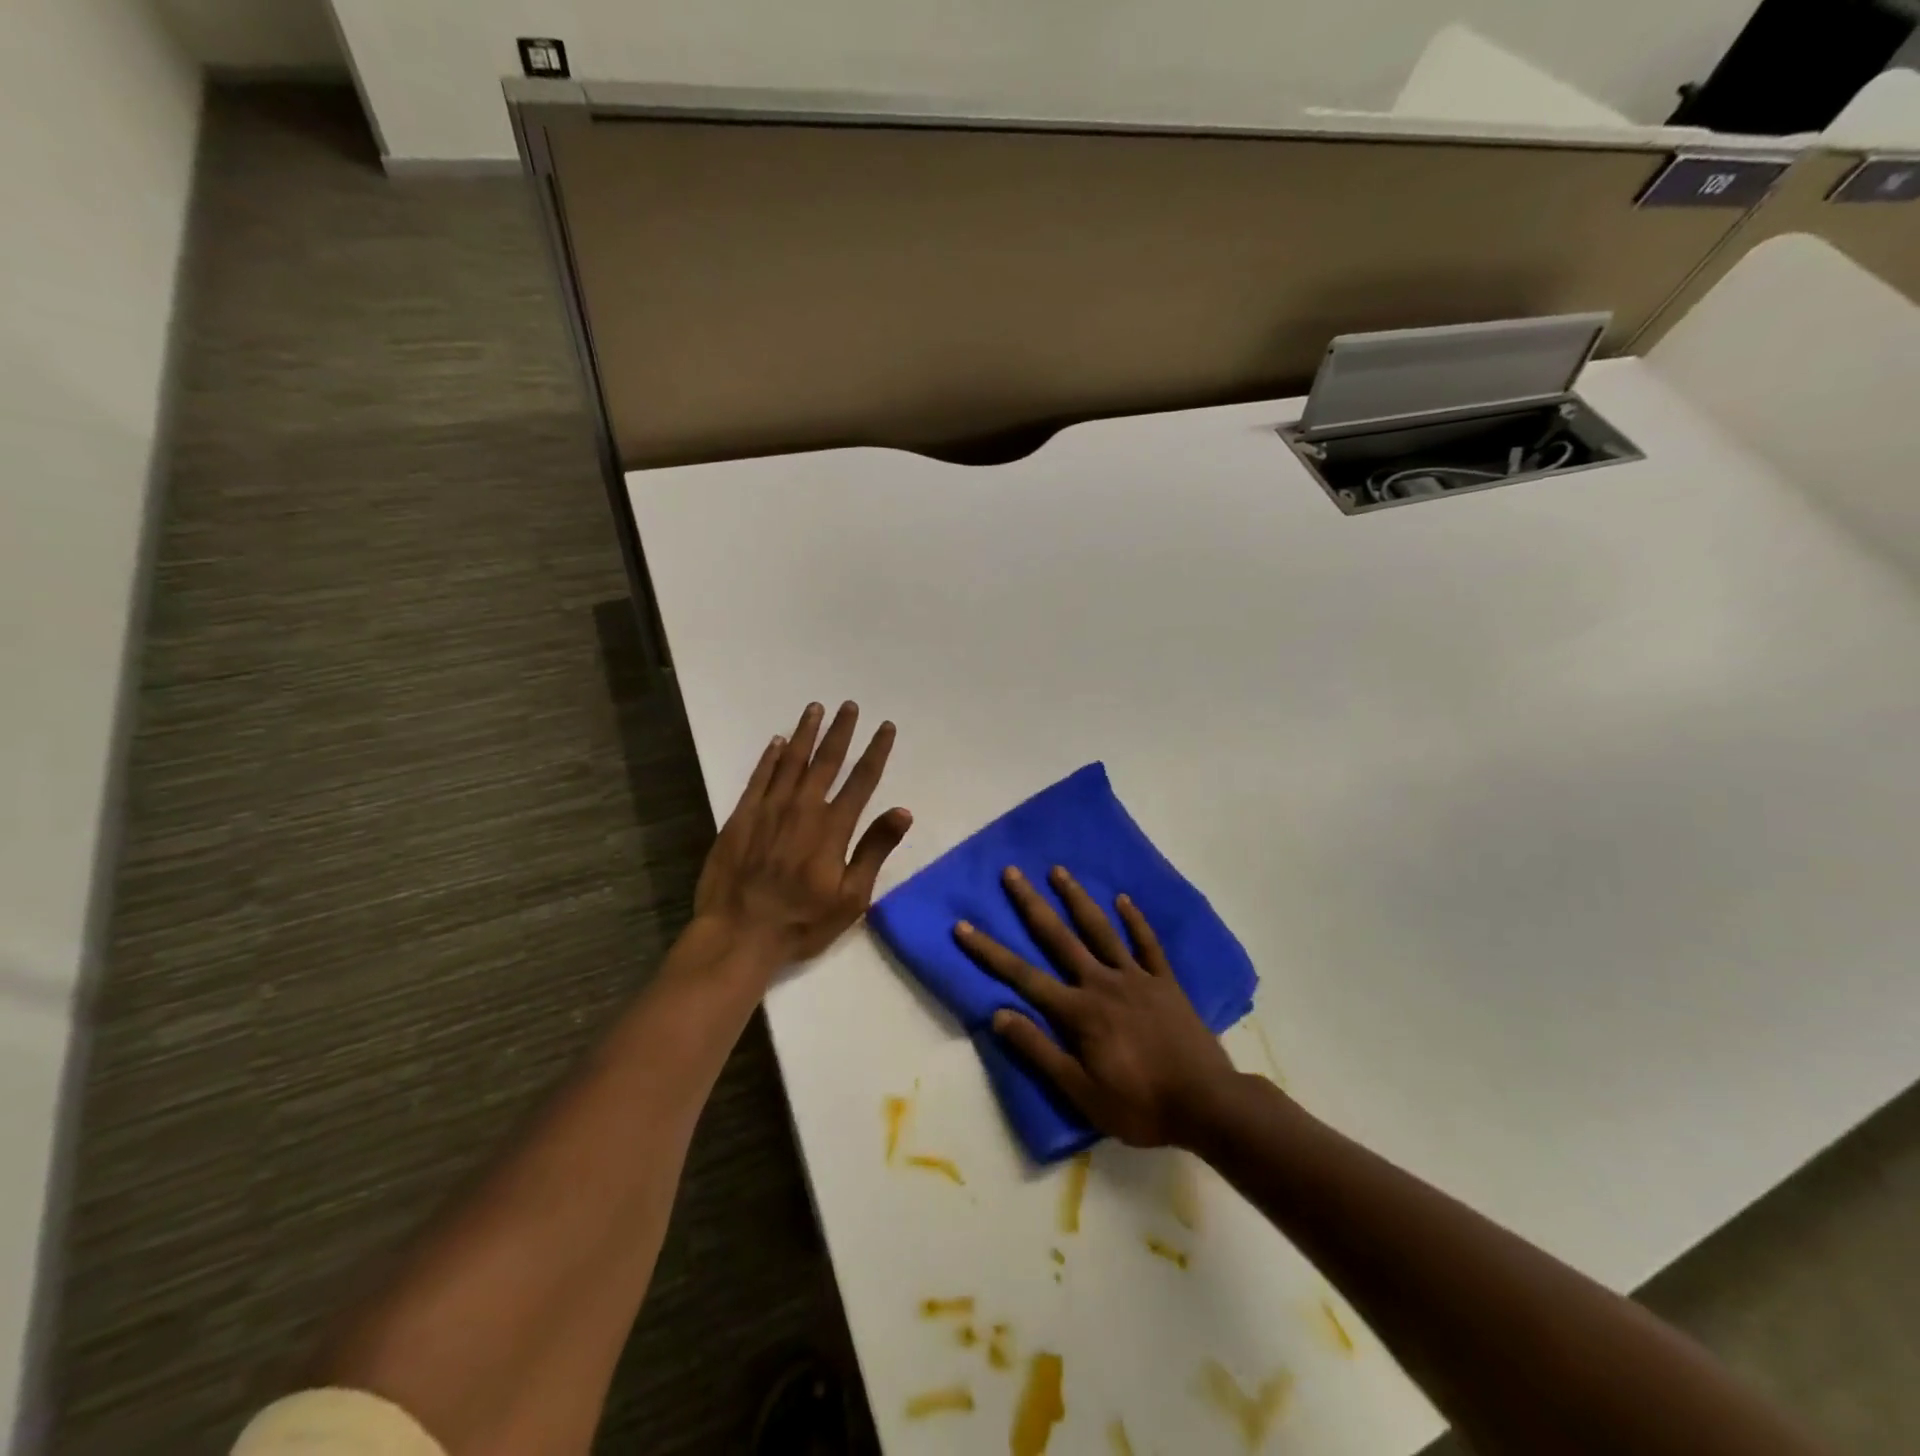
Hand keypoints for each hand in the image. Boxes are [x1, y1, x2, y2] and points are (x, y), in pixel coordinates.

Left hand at [694, 701, 911, 966]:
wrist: (739, 934)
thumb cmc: (802, 921)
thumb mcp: (851, 897)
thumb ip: (875, 850)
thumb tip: (903, 811)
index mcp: (833, 827)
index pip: (862, 779)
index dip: (876, 750)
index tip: (885, 727)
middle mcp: (803, 808)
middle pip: (827, 760)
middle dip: (841, 731)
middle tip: (850, 705)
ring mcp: (768, 809)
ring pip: (791, 760)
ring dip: (806, 733)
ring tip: (816, 709)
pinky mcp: (741, 816)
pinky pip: (759, 777)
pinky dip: (770, 756)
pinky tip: (777, 741)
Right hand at [954, 865, 1242, 1148]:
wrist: (1207, 1104)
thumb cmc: (1140, 1104)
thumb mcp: (1081, 1092)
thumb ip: (1039, 1051)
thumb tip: (998, 1015)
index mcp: (1079, 1011)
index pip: (1022, 976)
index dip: (989, 951)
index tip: (963, 926)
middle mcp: (1102, 983)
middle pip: (1059, 937)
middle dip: (1031, 904)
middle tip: (1012, 872)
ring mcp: (1136, 977)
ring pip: (1101, 930)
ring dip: (1077, 898)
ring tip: (1058, 871)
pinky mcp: (1165, 981)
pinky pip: (1147, 944)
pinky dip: (1135, 920)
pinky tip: (1124, 899)